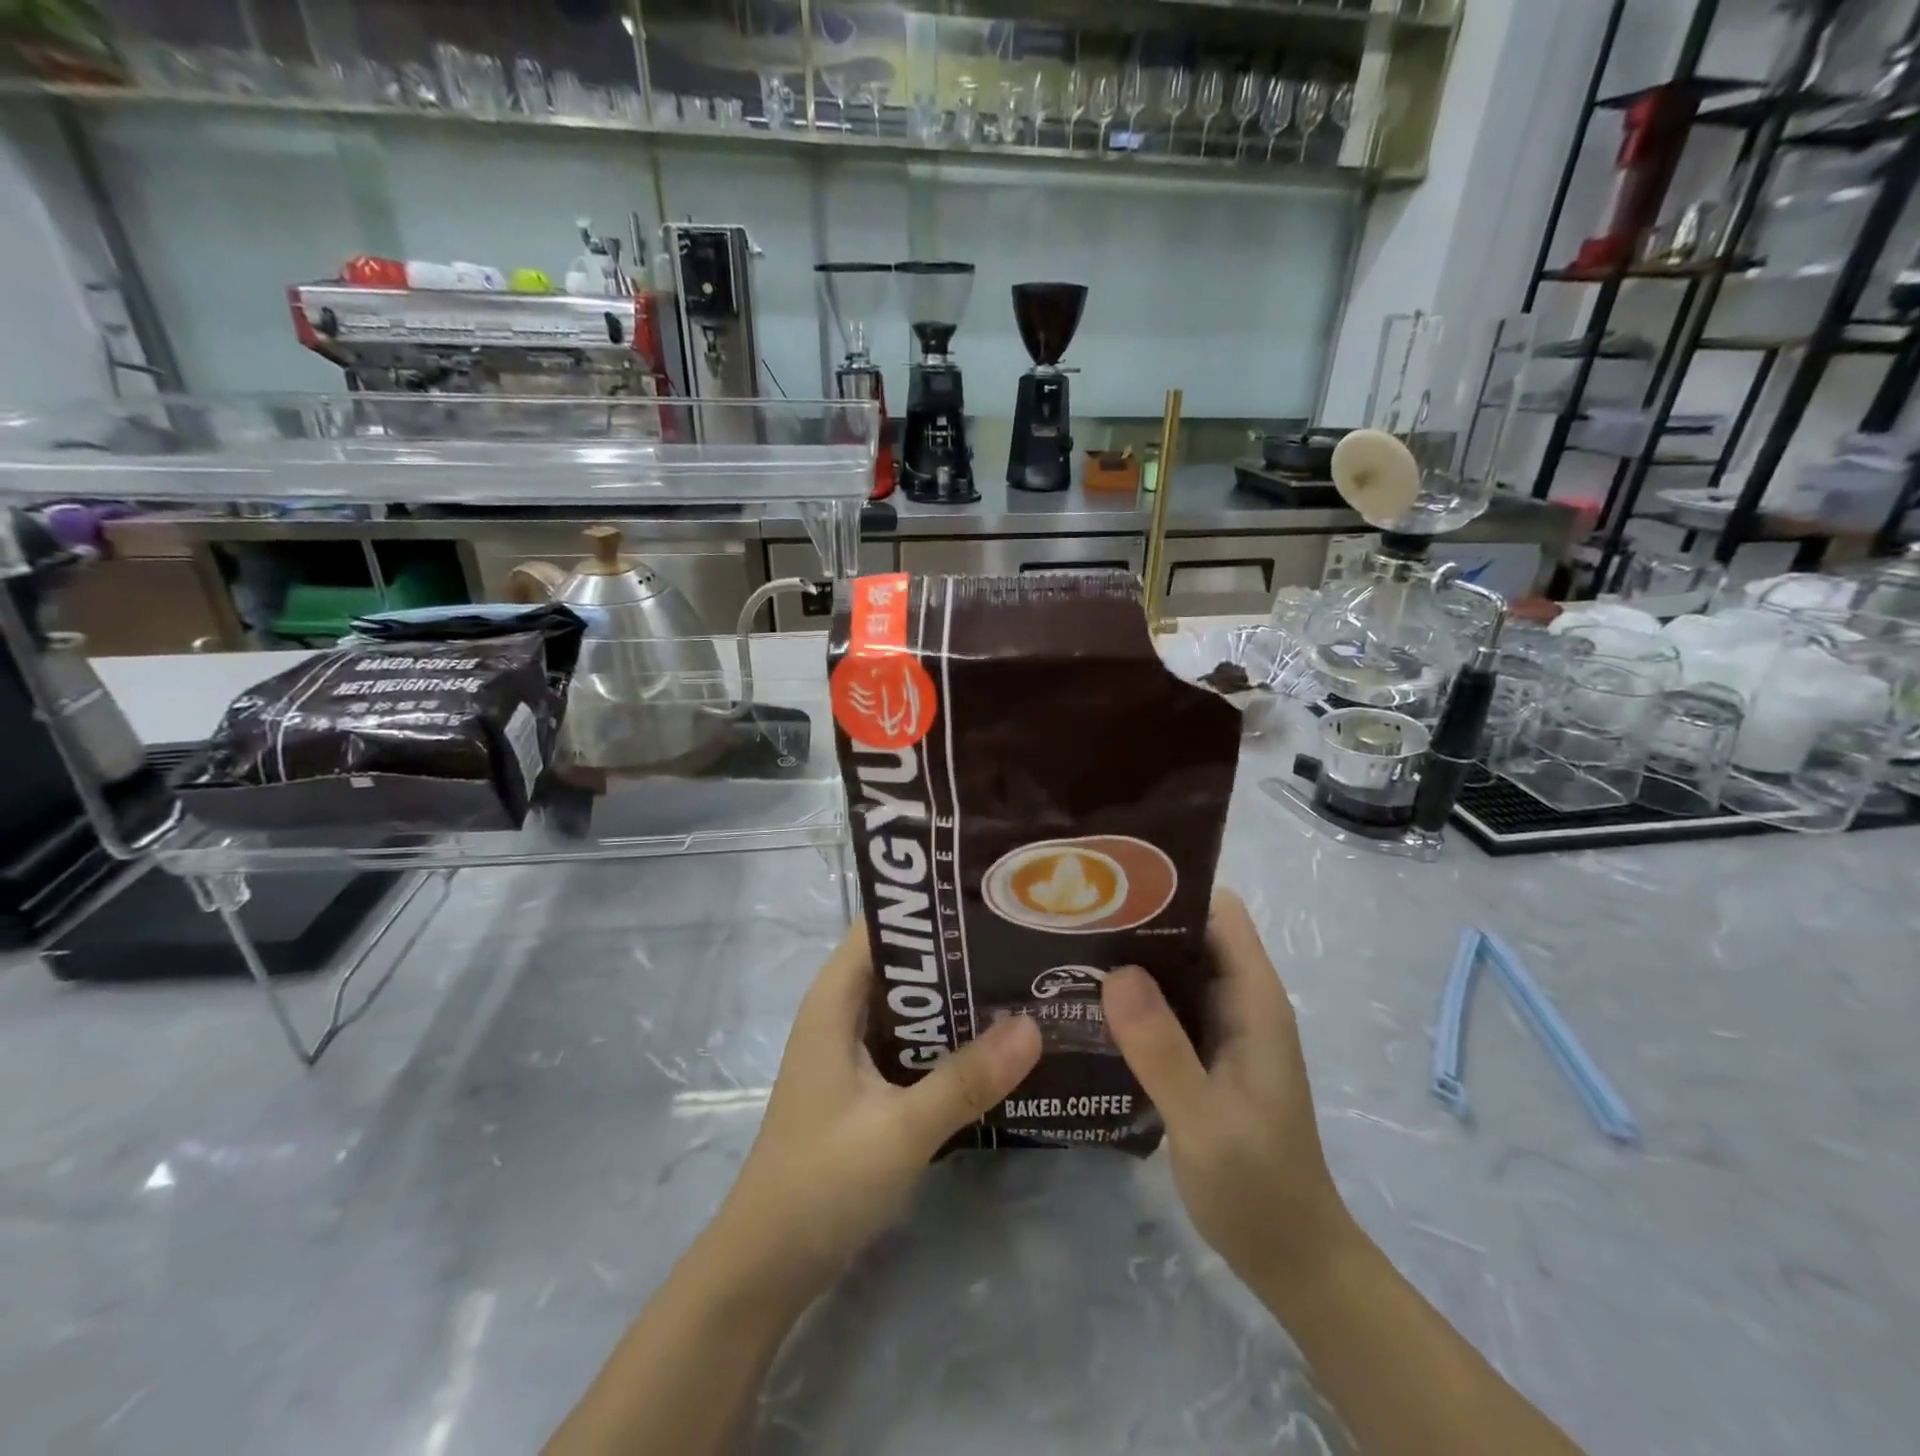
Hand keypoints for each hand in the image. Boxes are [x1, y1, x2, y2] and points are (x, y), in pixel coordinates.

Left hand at [715, 922, 1042, 1299]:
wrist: (768, 1265)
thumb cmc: (821, 1182)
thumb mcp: (900, 1129)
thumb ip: (966, 1079)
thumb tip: (1034, 1025)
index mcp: (836, 998)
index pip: (885, 924)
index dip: (932, 905)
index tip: (992, 898)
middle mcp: (844, 1010)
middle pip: (906, 960)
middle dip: (960, 951)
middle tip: (1026, 941)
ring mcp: (854, 1047)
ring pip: (914, 1002)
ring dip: (959, 996)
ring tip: (1026, 982)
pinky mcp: (867, 1081)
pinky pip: (915, 1040)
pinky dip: (950, 1036)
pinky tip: (998, 1043)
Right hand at [1100, 888, 1352, 1290]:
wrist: (1290, 1258)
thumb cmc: (1256, 1186)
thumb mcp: (1204, 1119)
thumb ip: (1162, 1048)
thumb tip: (1115, 971)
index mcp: (1253, 1001)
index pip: (1218, 913)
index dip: (1170, 890)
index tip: (1109, 888)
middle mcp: (1238, 1002)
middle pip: (1189, 934)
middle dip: (1136, 921)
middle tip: (1071, 919)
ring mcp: (1221, 1028)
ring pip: (1172, 970)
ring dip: (1129, 960)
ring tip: (1066, 952)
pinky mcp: (1202, 1053)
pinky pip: (1164, 1007)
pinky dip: (1131, 998)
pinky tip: (1086, 1005)